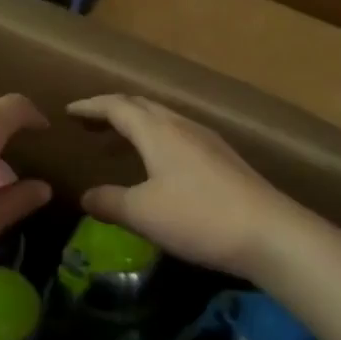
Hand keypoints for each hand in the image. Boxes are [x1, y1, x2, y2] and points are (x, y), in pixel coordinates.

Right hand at [69, 94, 302, 279]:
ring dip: (136, 125)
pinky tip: (159, 164)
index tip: (69, 111)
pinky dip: (156, 138)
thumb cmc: (198, 217)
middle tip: (90, 123)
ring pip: (163, 119)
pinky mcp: (223, 159)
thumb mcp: (143, 213)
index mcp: (157, 131)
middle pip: (141, 105)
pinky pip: (179, 134)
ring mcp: (207, 140)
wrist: (271, 233)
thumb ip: (109, 202)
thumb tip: (85, 196)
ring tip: (119, 143)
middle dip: (112, 110)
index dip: (90, 106)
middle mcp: (181, 126)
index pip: (117, 106)